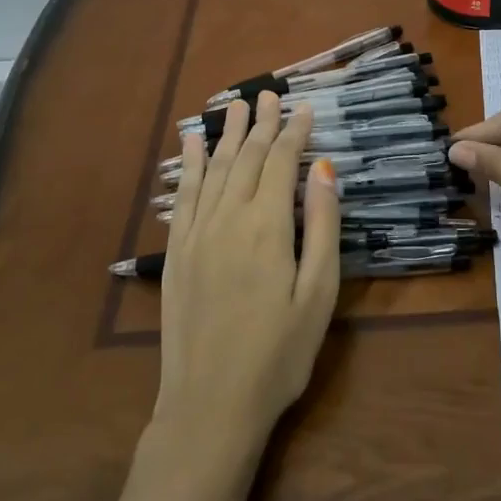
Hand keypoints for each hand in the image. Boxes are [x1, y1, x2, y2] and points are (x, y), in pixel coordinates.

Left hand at [154, 92, 340, 455]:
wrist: (210, 405)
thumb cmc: (279, 353)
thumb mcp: (318, 293)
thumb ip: (323, 227)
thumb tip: (324, 170)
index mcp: (268, 226)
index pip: (281, 163)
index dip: (294, 133)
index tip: (304, 108)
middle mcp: (228, 218)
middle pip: (246, 158)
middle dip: (260, 124)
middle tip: (268, 95)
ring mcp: (197, 234)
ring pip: (213, 169)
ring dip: (226, 135)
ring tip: (234, 105)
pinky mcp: (177, 253)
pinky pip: (184, 196)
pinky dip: (189, 165)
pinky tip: (190, 146)